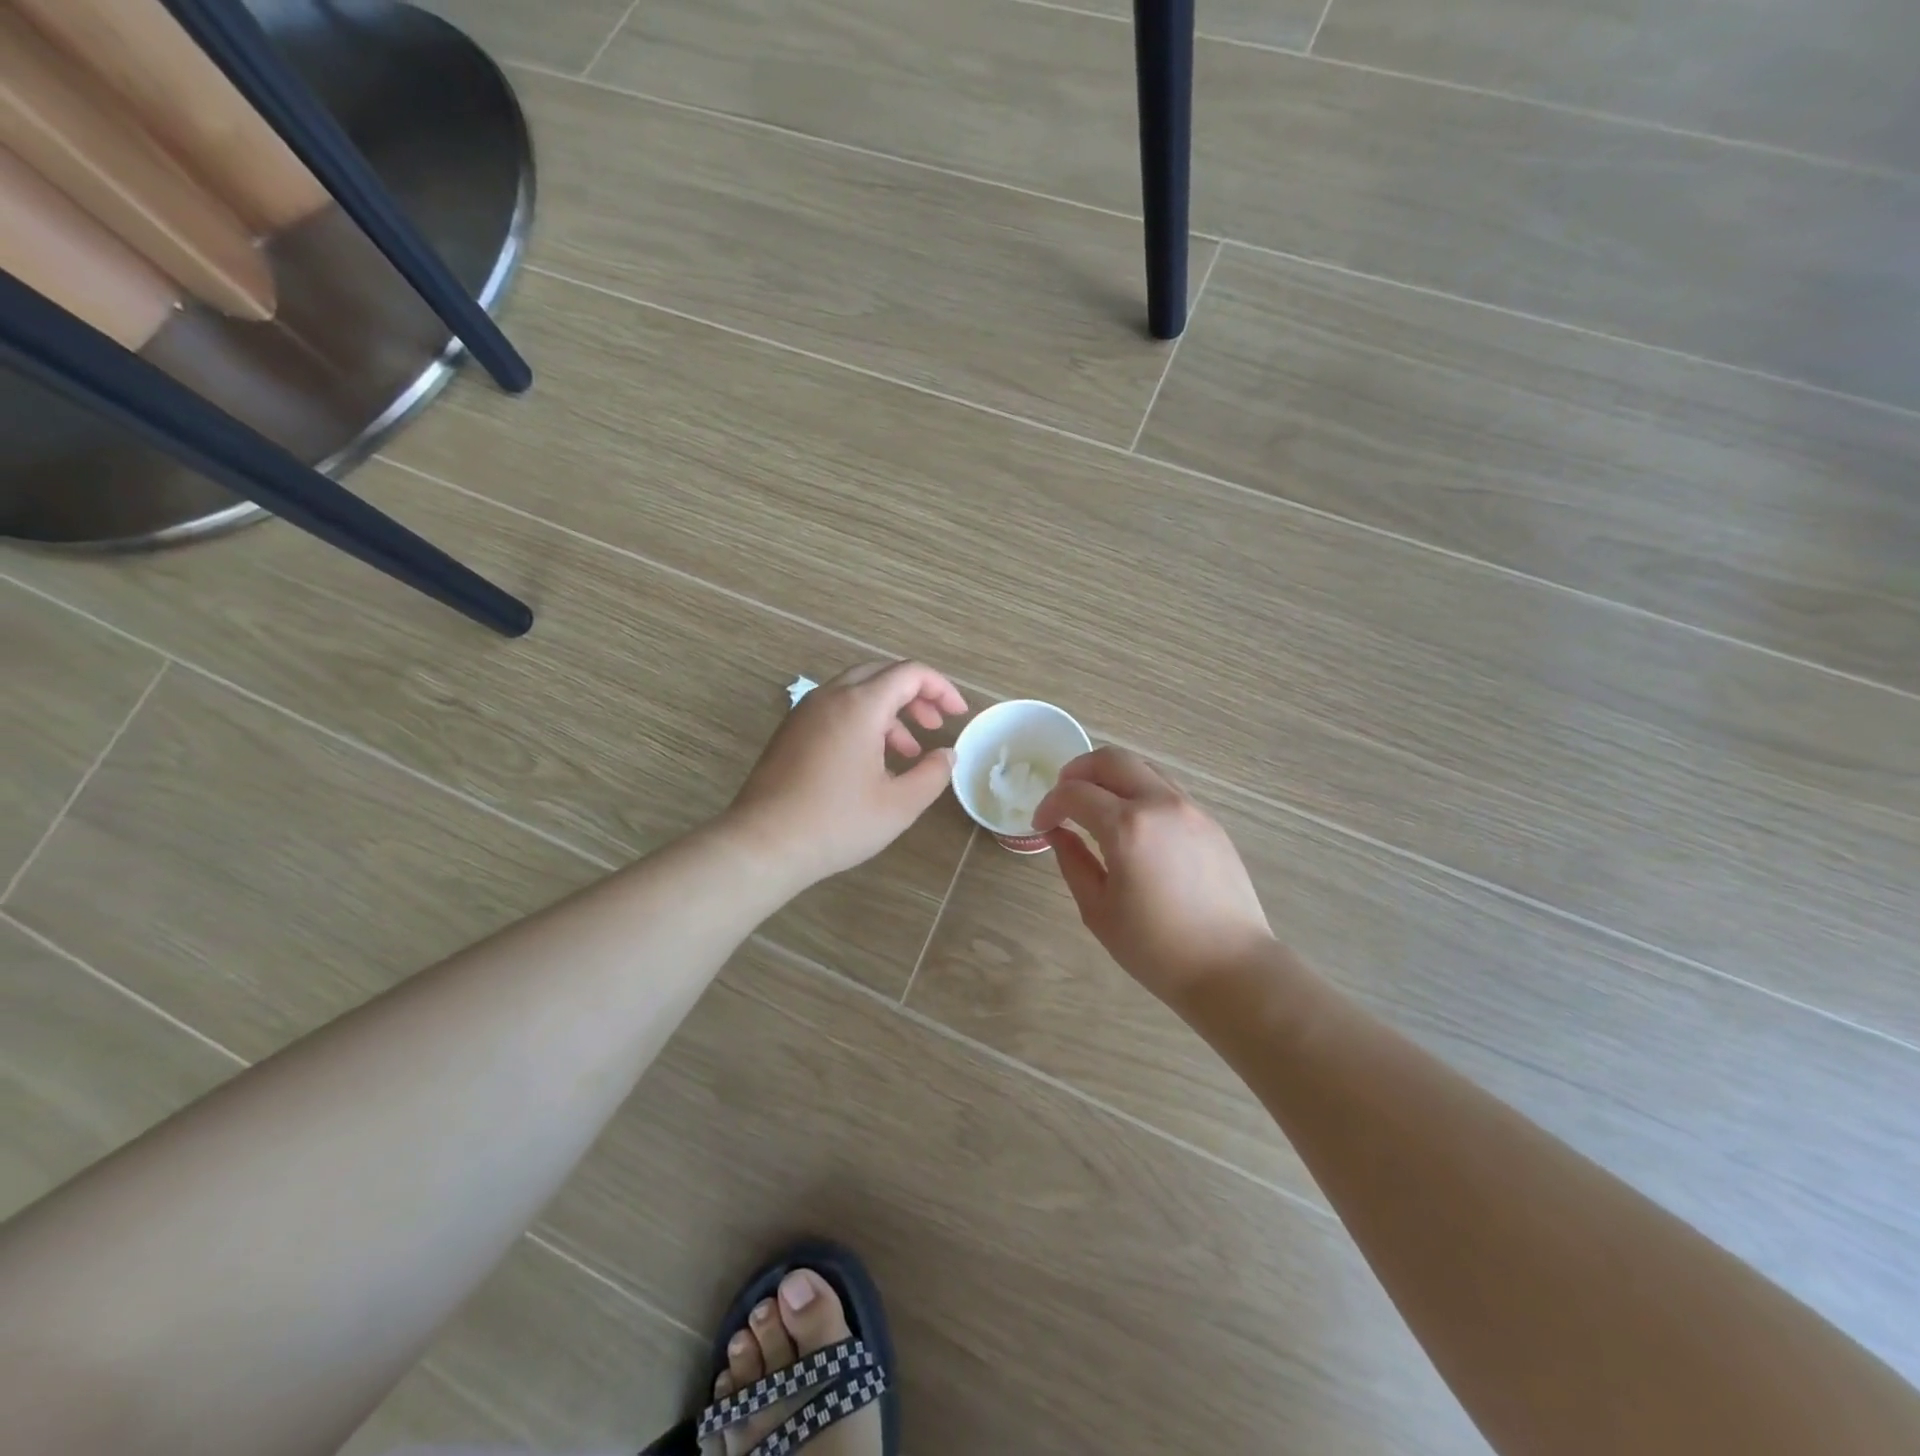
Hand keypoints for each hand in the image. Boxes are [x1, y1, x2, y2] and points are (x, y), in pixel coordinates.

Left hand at [726, 660, 967, 888]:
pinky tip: (871, 762)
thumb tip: (947, 754)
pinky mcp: (790, 732)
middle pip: (881, 675)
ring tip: (908, 752)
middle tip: (934, 725)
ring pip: (856, 692)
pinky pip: (835, 710)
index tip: (958, 714)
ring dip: (888, 712)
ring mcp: (804, 712)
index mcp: (859, 705)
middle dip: (915, 696)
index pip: (909, 673)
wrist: (764, 844)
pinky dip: (862, 721)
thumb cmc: (837, 823)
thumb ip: (932, 773)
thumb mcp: (899, 804)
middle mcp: (830, 697)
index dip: (941, 688)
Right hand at [1034, 747, 1273, 1009]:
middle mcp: (1159, 804)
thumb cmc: (1156, 949)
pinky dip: (1139, 792)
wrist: (1231, 968)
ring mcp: (1190, 809)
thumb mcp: (1098, 910)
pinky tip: (1132, 824)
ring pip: (1143, 767)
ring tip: (1096, 806)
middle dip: (1078, 771)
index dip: (1050, 804)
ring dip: (1111, 777)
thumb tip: (1057, 833)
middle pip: (1111, 759)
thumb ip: (1073, 862)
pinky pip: (1166, 789)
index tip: (1041, 824)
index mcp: (1127, 827)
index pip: (1075, 793)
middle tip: (1063, 797)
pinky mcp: (1210, 822)